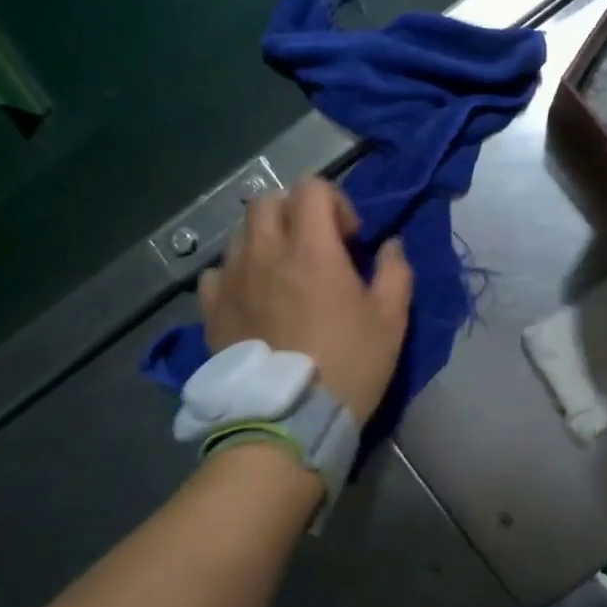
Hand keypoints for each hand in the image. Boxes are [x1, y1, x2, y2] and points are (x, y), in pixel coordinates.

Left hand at [199, 178, 413, 421]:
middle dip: (295, 212)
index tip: (349, 239)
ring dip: (266, 239)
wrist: (290, 419)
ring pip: (241, 232)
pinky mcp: (211, 308)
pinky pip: (217, 271)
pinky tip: (251, 296)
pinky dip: (236, 272)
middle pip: (268, 201)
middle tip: (315, 246)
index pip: (312, 188)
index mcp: (311, 248)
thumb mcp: (391, 319)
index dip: (335, 202)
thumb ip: (395, 271)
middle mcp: (265, 251)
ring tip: (282, 272)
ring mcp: (232, 278)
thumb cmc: (349, 364)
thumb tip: (390, 245)